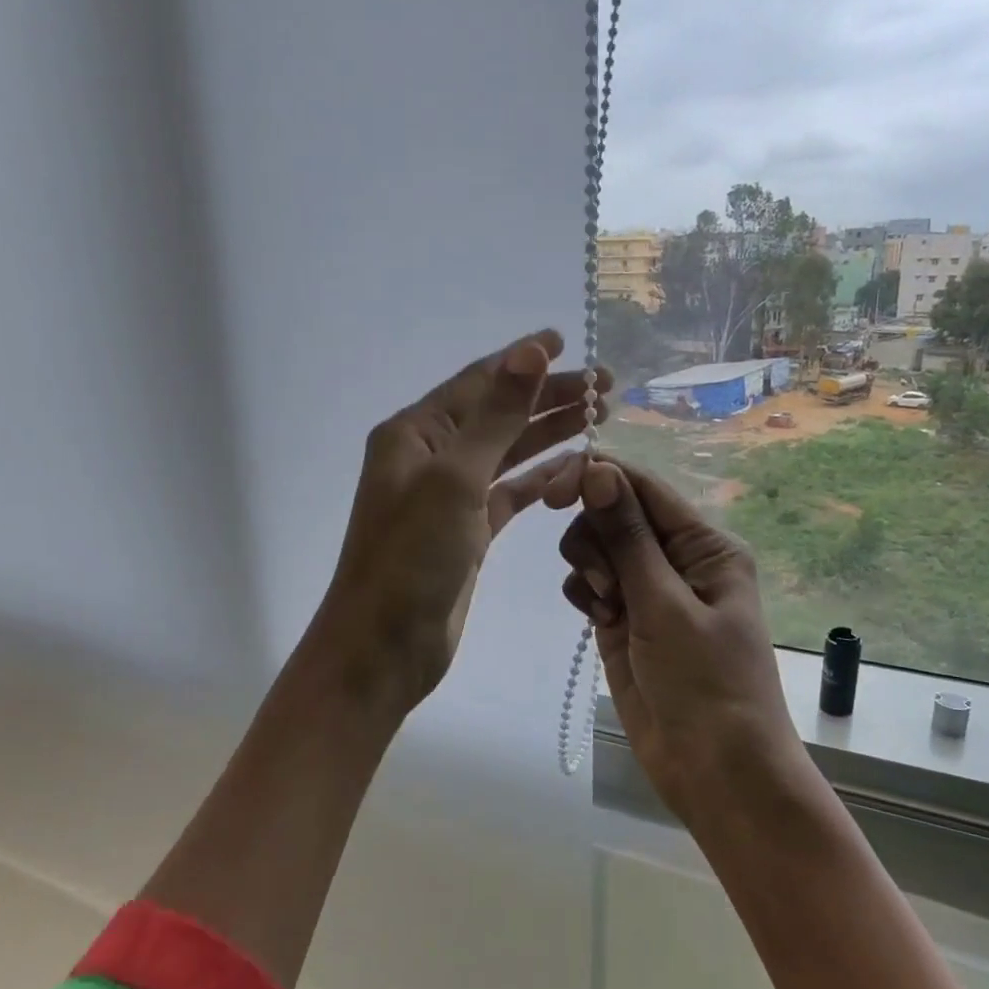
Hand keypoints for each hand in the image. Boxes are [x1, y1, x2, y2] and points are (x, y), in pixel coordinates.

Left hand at [310, 331, 609, 717]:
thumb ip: (497, 416)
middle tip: (605, 387)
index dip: (523, 360)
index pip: (478, 382)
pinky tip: (573, 466)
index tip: (567, 342)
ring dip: (549, 433)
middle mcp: (431, 457)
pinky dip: (540, 478)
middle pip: (499, 414)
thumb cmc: (411, 557)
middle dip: (548, 397)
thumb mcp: (454, 478)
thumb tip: (530, 350)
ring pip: (508, 452)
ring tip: (599, 418)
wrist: (383, 646)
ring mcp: (450, 496)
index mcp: (416, 433)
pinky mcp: (469, 532)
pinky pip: (510, 492)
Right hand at [548, 456, 802, 817]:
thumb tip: (598, 469)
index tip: (551, 494)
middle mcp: (677, 558)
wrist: (715, 770)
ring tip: (606, 607)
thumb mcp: (666, 606)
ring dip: (589, 566)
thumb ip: (628, 537)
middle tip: (606, 583)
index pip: (643, 486)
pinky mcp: (623, 619)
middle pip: (612, 512)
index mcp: (704, 544)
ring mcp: (648, 590)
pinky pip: (589, 583)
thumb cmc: (706, 684)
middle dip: (595, 536)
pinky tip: (598, 619)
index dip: (596, 478)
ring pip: (596, 546)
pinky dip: (584, 592)